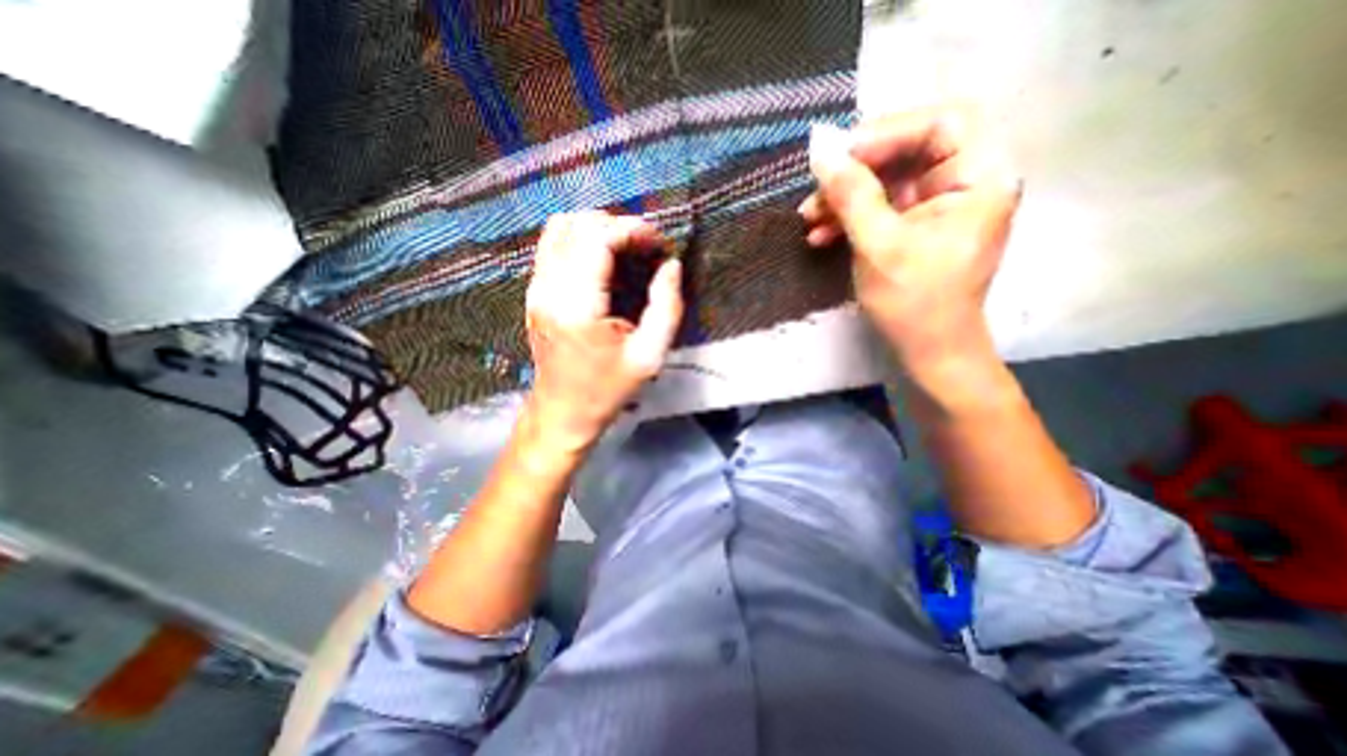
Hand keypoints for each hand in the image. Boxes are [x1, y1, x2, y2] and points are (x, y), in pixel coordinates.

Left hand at [518, 209, 678, 452]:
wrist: (562, 411)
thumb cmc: (607, 389)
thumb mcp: (649, 356)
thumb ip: (667, 307)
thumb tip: (671, 266)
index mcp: (577, 305)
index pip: (597, 237)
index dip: (632, 230)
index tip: (658, 245)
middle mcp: (549, 288)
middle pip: (578, 224)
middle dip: (618, 226)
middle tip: (645, 249)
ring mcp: (536, 288)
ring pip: (560, 228)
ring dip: (597, 230)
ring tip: (625, 250)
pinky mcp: (534, 292)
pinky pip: (553, 245)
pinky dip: (580, 241)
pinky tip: (602, 262)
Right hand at [796, 110, 1022, 374]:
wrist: (927, 351)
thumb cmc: (913, 302)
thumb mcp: (879, 244)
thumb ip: (851, 193)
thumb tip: (820, 148)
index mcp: (980, 176)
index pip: (939, 122)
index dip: (886, 132)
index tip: (839, 156)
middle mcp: (965, 182)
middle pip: (907, 151)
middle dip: (855, 171)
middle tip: (816, 189)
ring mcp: (937, 206)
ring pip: (885, 182)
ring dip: (844, 197)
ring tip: (807, 218)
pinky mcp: (915, 227)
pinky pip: (879, 208)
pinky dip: (849, 218)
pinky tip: (819, 235)